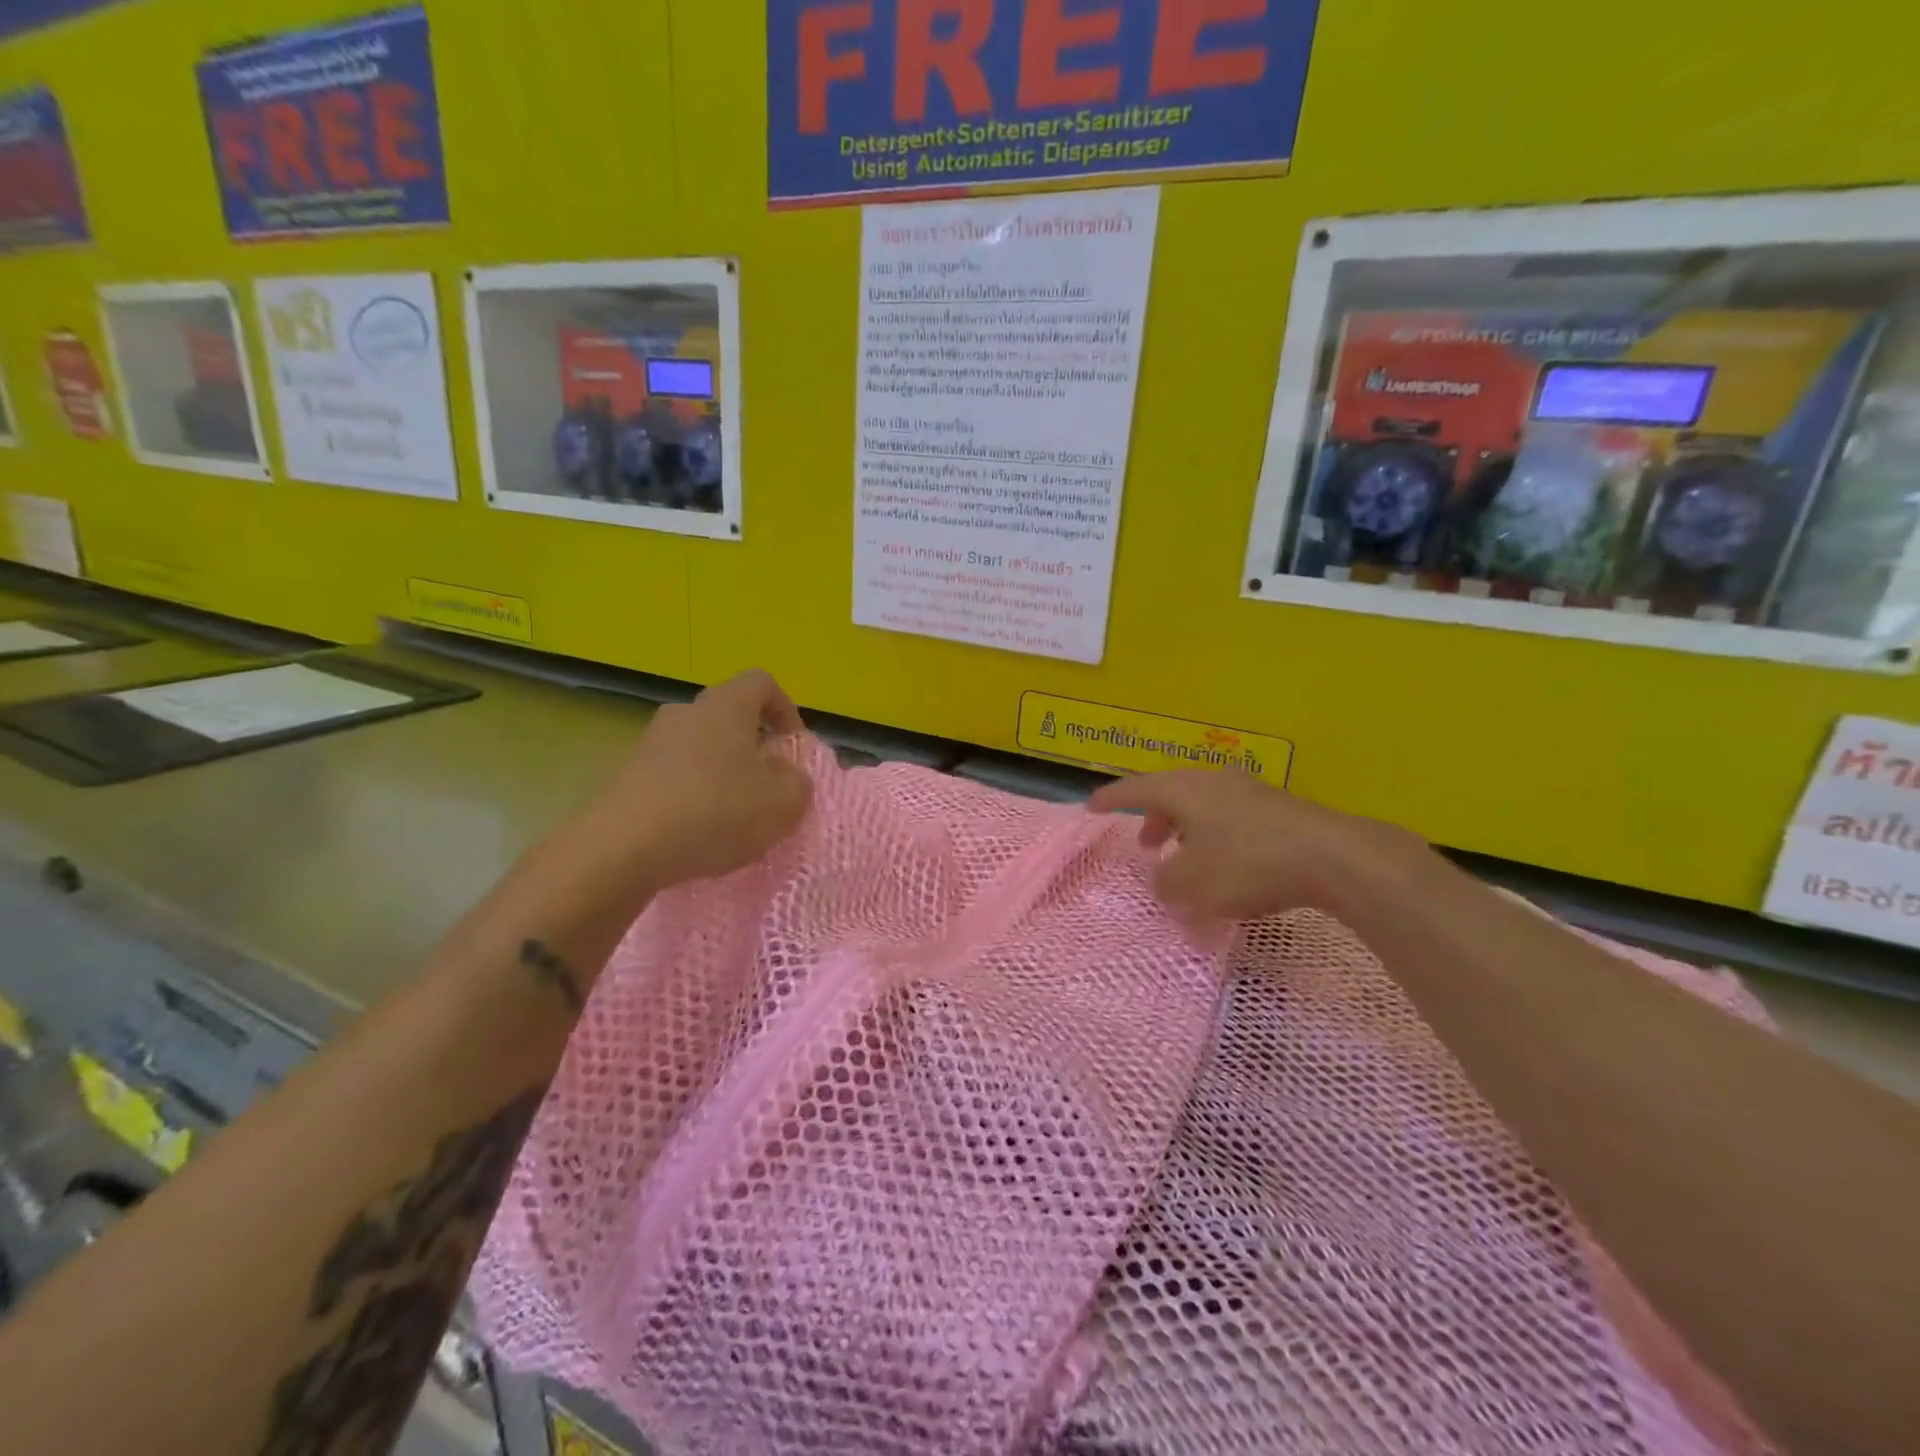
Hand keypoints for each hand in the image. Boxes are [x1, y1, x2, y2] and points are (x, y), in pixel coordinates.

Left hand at [591, 670, 813, 887]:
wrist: (623, 847)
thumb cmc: (715, 811)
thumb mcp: (782, 803)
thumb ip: (798, 783)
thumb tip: (788, 775)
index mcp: (727, 705)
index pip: (763, 683)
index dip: (786, 710)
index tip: (793, 748)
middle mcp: (687, 711)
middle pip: (730, 716)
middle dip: (754, 747)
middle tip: (767, 785)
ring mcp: (652, 741)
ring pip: (701, 747)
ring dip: (723, 773)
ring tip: (733, 816)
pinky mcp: (628, 774)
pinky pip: (674, 774)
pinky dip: (693, 794)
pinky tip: (697, 831)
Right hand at [1087, 769, 1424, 920]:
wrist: (1332, 857)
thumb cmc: (1247, 863)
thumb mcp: (1192, 882)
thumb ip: (1166, 881)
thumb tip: (1164, 878)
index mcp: (1184, 789)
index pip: (1135, 788)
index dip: (1110, 799)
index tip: (1090, 807)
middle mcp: (1214, 781)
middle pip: (1172, 794)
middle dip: (1155, 820)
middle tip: (1148, 845)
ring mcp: (1250, 791)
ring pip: (1204, 806)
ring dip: (1187, 831)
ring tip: (1187, 860)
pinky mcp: (1280, 810)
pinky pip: (1232, 819)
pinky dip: (1217, 838)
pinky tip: (1229, 866)